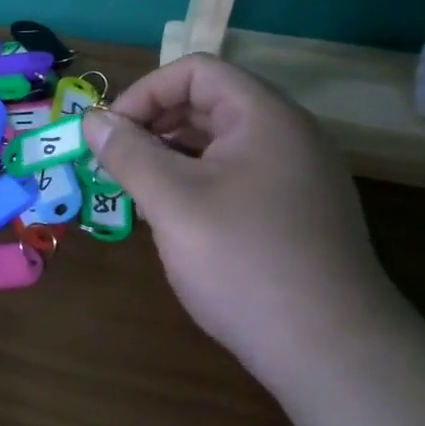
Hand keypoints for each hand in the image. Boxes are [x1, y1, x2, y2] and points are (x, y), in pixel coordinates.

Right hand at [81, 54, 402, 386]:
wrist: (333, 353)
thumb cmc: (244, 261)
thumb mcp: (173, 202)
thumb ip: (128, 153)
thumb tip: (92, 120)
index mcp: (264, 117)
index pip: (196, 72)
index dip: (145, 93)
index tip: (111, 135)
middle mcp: (288, 136)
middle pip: (209, 104)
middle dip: (154, 125)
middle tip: (116, 163)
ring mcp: (297, 177)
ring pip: (221, 144)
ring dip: (172, 156)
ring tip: (139, 191)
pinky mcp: (297, 213)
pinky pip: (238, 176)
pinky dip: (198, 183)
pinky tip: (176, 220)